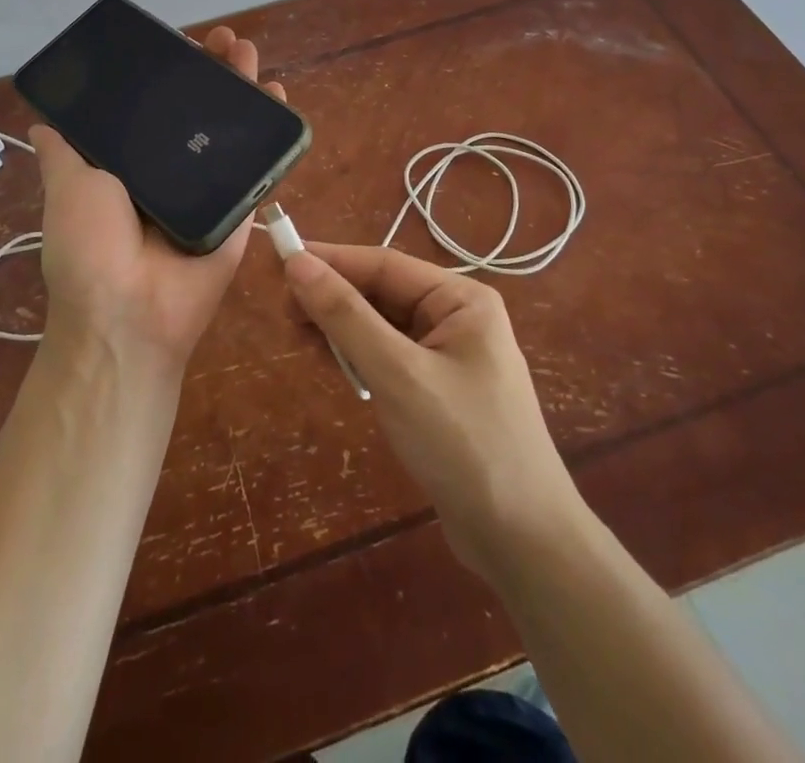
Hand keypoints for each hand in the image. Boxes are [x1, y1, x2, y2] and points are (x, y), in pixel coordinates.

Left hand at [31, 26, 287, 376]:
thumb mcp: (67, 189)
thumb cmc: (90, 247)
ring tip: (248, 50)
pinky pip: (259, 162)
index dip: (168, 73)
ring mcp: (209, 185)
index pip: (154, 106)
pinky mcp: (241, 203)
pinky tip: (275, 91)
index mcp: (131, 163)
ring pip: (230, 127)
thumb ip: (63, 153)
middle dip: (211, 70)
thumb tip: (42, 122)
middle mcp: (171, 169)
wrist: (131, 312)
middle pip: (197, 109)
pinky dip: (270, 129)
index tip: (180, 41)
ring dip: (242, 86)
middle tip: (223, 39)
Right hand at [283, 244, 581, 579]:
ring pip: (381, 326)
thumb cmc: (463, 444)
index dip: (331, 260)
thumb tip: (297, 263)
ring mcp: (448, 356)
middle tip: (283, 311)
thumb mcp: (398, 374)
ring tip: (297, 336)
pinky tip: (330, 363)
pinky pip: (388, 358)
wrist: (524, 543)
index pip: (384, 264)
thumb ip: (345, 316)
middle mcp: (456, 318)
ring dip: (341, 329)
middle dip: (334, 298)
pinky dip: (357, 358)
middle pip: (382, 293)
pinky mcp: (436, 392)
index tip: (280, 261)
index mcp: (460, 299)